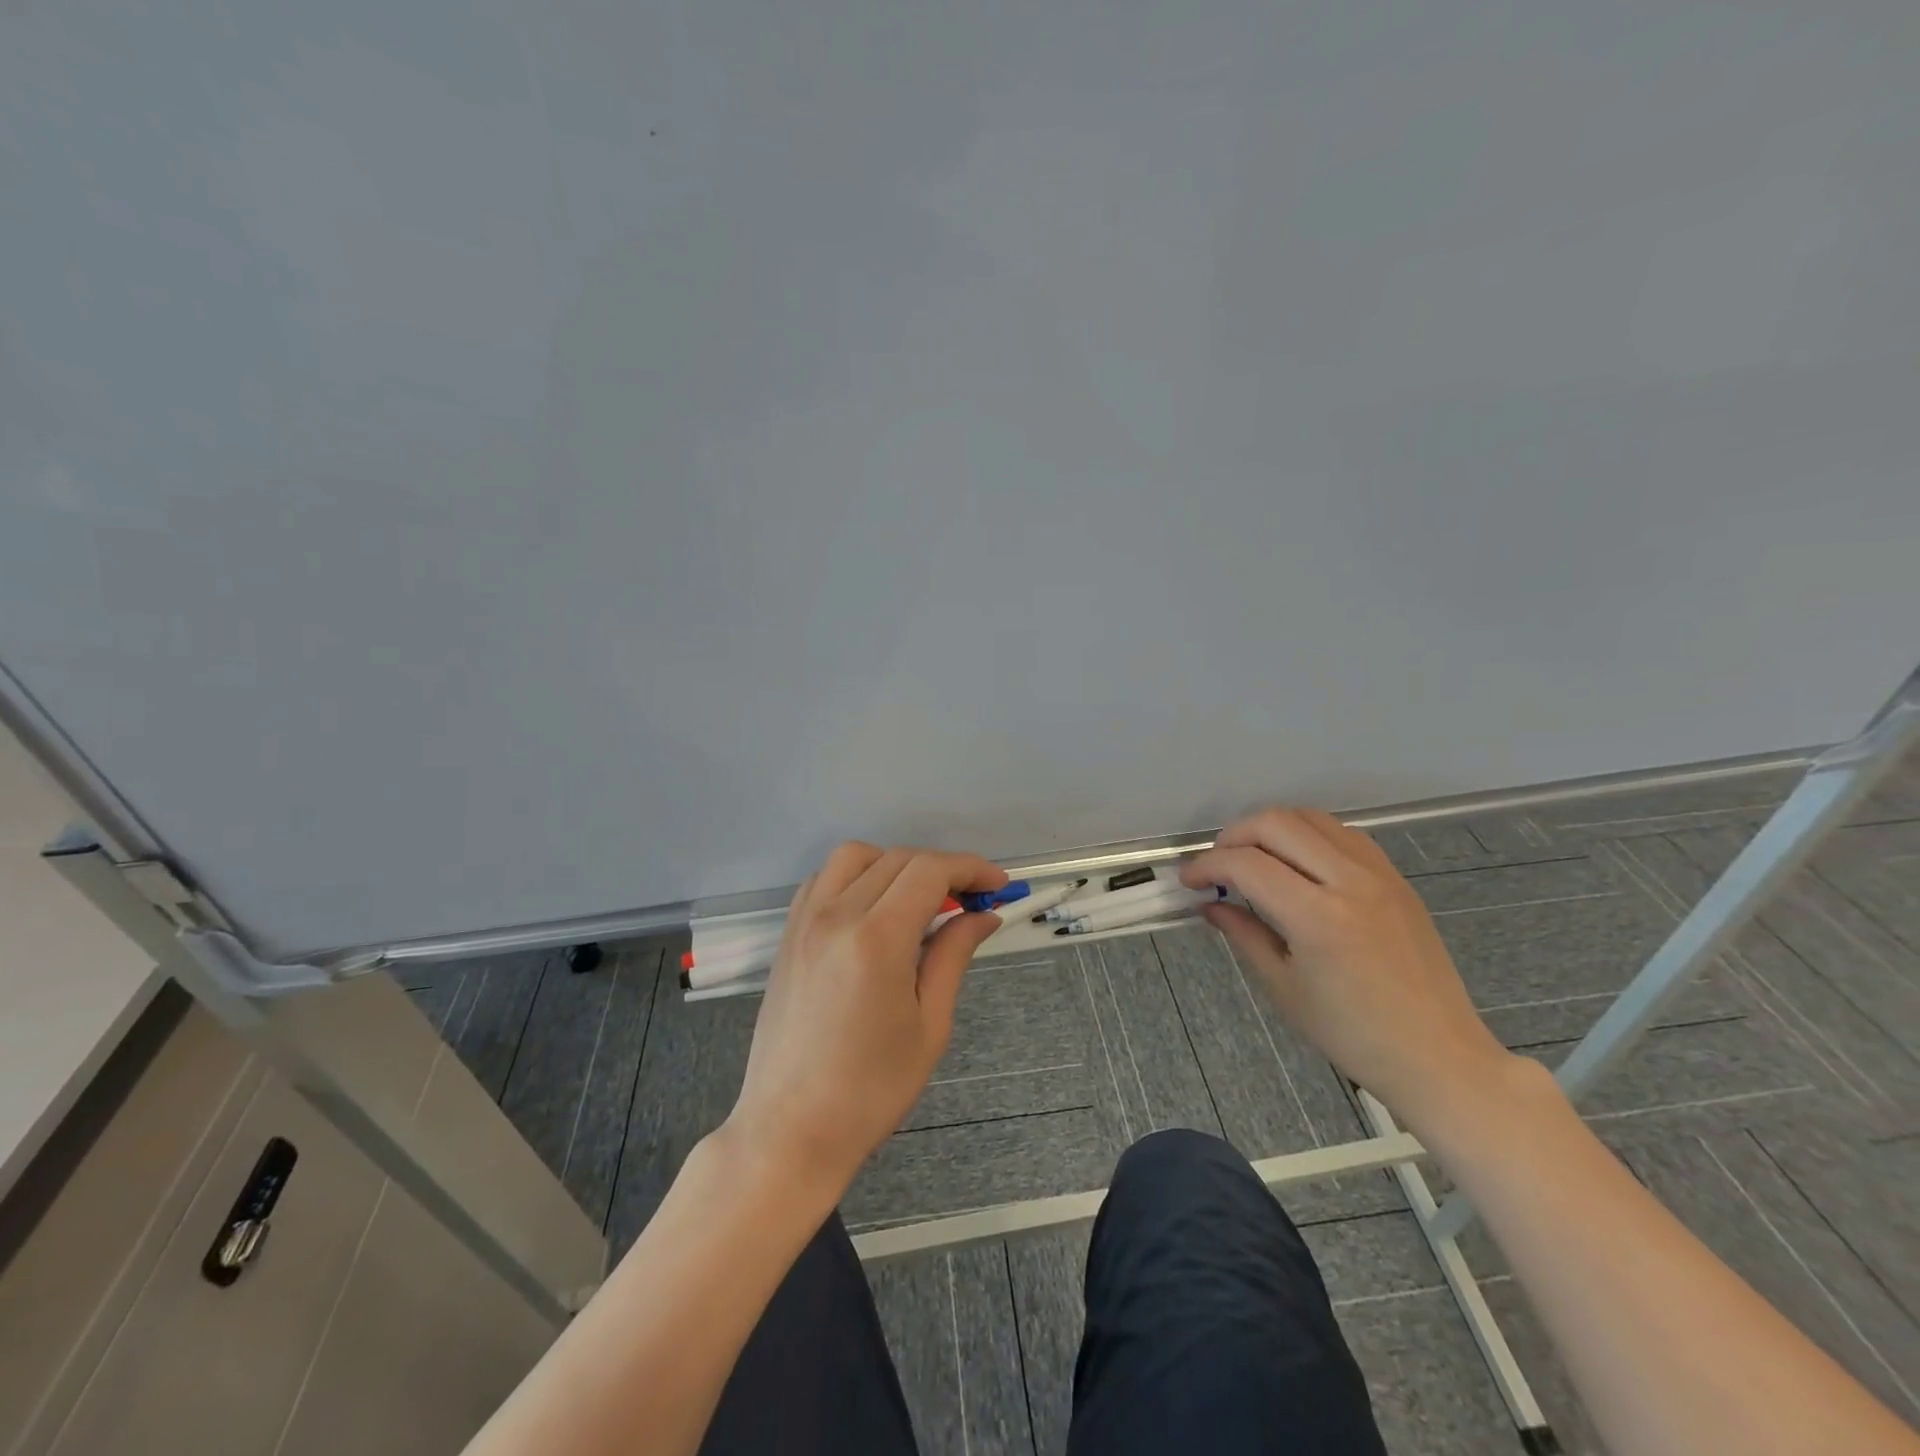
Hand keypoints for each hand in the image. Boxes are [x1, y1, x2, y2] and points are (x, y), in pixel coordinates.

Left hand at [720, 843, 1006, 1200]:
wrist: (790, 1130)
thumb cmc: (870, 1090)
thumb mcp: (929, 1025)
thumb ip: (953, 955)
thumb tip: (983, 915)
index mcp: (877, 938)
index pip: (930, 871)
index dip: (971, 869)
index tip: (998, 886)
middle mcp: (837, 915)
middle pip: (899, 858)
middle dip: (943, 869)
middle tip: (970, 901)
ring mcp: (805, 921)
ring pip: (856, 856)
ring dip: (896, 864)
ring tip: (920, 901)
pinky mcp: (788, 934)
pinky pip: (824, 879)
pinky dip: (856, 876)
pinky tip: (874, 908)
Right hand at [1180, 807, 1515, 1133]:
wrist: (1440, 1057)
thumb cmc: (1354, 1036)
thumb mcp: (1284, 988)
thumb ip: (1244, 934)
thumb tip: (1210, 905)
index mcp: (1318, 918)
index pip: (1246, 864)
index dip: (1206, 865)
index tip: (1188, 880)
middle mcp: (1350, 882)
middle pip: (1276, 823)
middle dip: (1233, 836)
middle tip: (1216, 865)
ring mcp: (1379, 874)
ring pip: (1310, 818)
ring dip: (1271, 829)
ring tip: (1252, 858)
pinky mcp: (1396, 878)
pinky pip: (1342, 833)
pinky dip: (1308, 835)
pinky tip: (1296, 864)